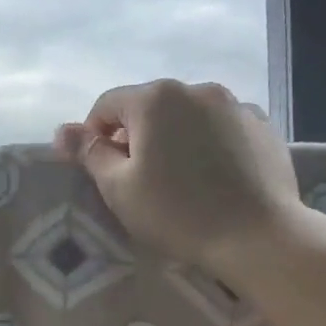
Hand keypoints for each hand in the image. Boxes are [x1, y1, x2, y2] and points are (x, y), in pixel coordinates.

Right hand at [54, 80, 305, 272]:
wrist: (258, 236)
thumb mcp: (119, 188)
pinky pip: (220, 127)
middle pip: (149, 107)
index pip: (107, 105)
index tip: (101, 171)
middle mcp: (196, 89)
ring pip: (187, 116)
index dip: (94, 136)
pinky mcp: (262, 126)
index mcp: (155, 98)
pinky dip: (208, 143)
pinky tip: (213, 177)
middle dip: (136, 136)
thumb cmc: (177, 213)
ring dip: (173, 138)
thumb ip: (89, 153)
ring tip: (179, 178)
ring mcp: (235, 104)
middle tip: (138, 180)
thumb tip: (62, 131)